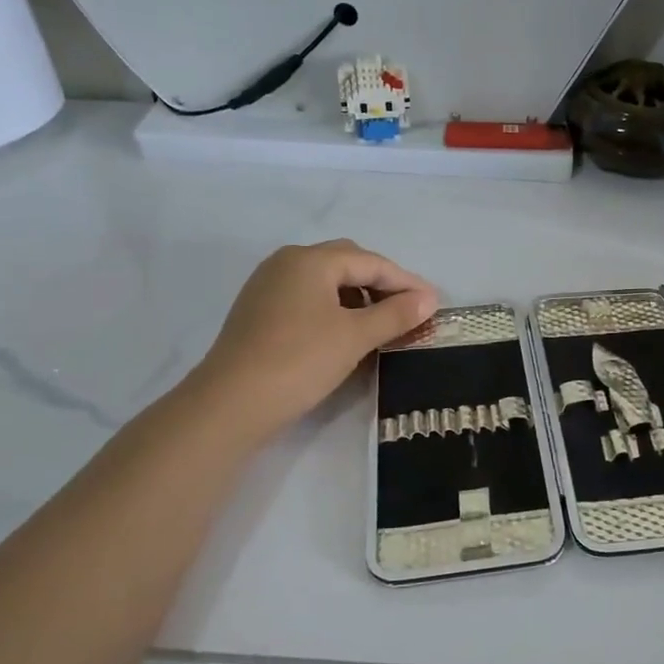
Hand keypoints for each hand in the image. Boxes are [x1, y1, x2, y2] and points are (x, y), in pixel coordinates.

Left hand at [192, 240, 436, 439]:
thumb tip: (428, 299)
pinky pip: (307, 298)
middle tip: (407, 310)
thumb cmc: (300, 361)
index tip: (433, 303)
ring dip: (357, 296)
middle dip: (380, 284)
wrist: (231, 403)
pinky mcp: (258, 311)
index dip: (406, 282)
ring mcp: (268, 286)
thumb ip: (395, 314)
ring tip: (379, 324)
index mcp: (311, 260)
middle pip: (346, 263)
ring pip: (325, 281)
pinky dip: (333, 308)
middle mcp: (287, 263)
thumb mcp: (355, 337)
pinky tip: (343, 333)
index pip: (371, 262)